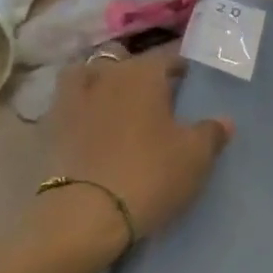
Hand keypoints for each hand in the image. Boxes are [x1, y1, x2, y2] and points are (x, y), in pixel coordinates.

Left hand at [45, 52, 232, 242]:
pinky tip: (92, 127)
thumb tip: (223, 121)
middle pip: (124, 60)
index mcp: (143, 73)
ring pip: (88, 75)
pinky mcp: (50, 128)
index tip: (191, 82)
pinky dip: (80, 108)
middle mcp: (105, 75)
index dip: (181, 67)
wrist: (85, 215)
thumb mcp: (195, 156)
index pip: (168, 57)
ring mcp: (72, 99)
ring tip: (117, 105)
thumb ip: (211, 132)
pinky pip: (68, 105)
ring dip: (101, 82)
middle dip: (138, 71)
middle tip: (155, 96)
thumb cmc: (150, 174)